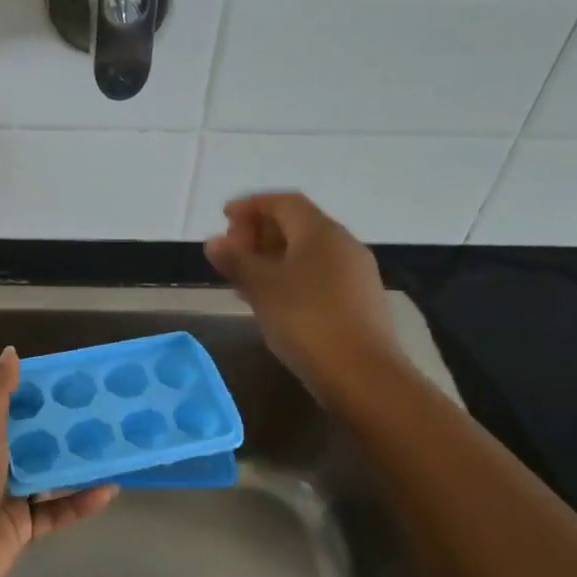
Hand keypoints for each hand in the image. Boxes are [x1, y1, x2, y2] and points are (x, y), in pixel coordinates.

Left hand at [0, 347, 116, 576]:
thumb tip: (10, 352)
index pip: (9, 407)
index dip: (36, 393)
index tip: (71, 381)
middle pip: (33, 440)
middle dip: (64, 427)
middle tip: (104, 411)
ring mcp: (8, 495)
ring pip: (49, 475)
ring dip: (77, 464)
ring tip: (114, 446)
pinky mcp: (24, 526)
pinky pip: (58, 510)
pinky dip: (81, 502)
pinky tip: (109, 489)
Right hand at [203, 192, 402, 410]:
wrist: (362, 374)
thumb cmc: (306, 321)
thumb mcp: (261, 288)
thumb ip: (236, 261)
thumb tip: (214, 242)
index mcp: (320, 232)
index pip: (283, 202)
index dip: (251, 205)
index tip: (224, 217)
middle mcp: (342, 244)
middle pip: (297, 224)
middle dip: (260, 232)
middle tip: (231, 251)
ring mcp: (354, 273)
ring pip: (307, 252)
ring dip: (273, 257)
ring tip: (244, 278)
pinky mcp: (358, 301)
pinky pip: (317, 275)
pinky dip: (290, 277)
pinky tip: (272, 301)